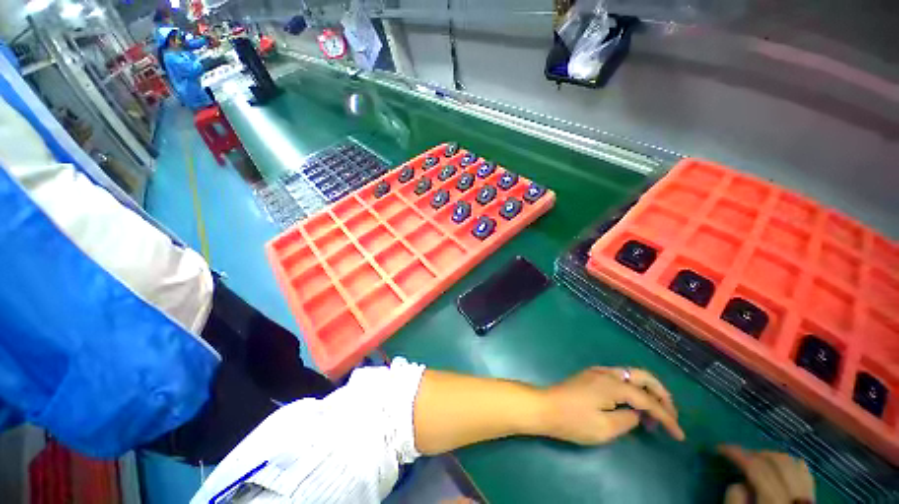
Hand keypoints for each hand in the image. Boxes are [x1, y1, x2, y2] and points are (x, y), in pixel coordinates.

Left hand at [536, 367, 684, 443]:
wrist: (545, 407)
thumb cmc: (573, 420)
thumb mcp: (604, 428)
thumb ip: (627, 420)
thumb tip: (637, 413)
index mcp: (612, 384)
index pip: (647, 400)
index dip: (666, 417)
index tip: (679, 435)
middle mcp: (607, 373)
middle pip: (642, 377)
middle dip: (661, 394)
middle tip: (670, 415)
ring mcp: (597, 372)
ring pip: (630, 375)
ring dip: (646, 391)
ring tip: (654, 414)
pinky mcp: (590, 377)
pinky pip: (619, 379)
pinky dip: (632, 390)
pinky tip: (633, 405)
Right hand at [718, 446, 814, 503]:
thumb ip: (735, 500)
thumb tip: (738, 483)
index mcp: (775, 502)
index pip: (757, 469)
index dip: (738, 454)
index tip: (720, 448)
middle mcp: (795, 497)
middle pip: (778, 463)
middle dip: (756, 454)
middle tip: (738, 455)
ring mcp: (808, 497)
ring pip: (794, 463)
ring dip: (772, 457)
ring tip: (756, 460)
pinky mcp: (813, 499)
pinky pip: (804, 472)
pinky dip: (790, 465)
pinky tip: (778, 469)